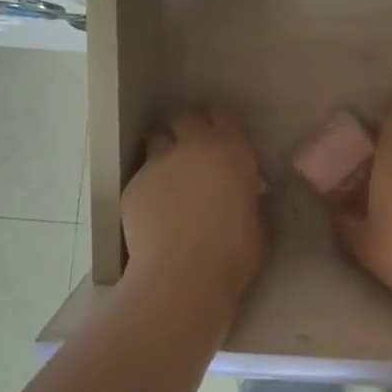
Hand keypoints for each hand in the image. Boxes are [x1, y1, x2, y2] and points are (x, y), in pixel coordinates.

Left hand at [121, 108, 265, 313]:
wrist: (182, 277)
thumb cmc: (233, 253)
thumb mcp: (257, 221)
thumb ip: (249, 198)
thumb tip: (246, 195)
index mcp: (232, 150)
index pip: (224, 115)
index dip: (220, 123)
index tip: (222, 136)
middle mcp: (194, 146)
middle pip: (185, 117)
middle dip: (187, 128)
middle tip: (192, 150)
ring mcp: (159, 162)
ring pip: (157, 139)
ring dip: (164, 150)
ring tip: (169, 175)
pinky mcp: (133, 184)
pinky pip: (142, 175)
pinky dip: (149, 185)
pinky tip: (153, 210)